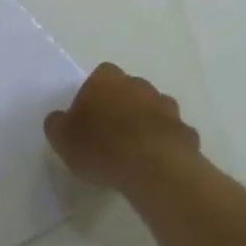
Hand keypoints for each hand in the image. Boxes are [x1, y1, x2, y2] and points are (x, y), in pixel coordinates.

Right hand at [45, 62, 200, 190]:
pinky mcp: (187, 132)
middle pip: (129, 90)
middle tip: (111, 135)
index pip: (100, 76)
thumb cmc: (101, 147)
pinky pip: (173, 136)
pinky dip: (166, 145)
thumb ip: (58, 124)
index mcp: (107, 79)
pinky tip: (157, 165)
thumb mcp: (61, 138)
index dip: (94, 95)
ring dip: (147, 124)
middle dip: (123, 106)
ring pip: (154, 111)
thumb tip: (61, 120)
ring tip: (135, 152)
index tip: (88, 118)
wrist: (154, 169)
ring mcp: (167, 107)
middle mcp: (139, 85)